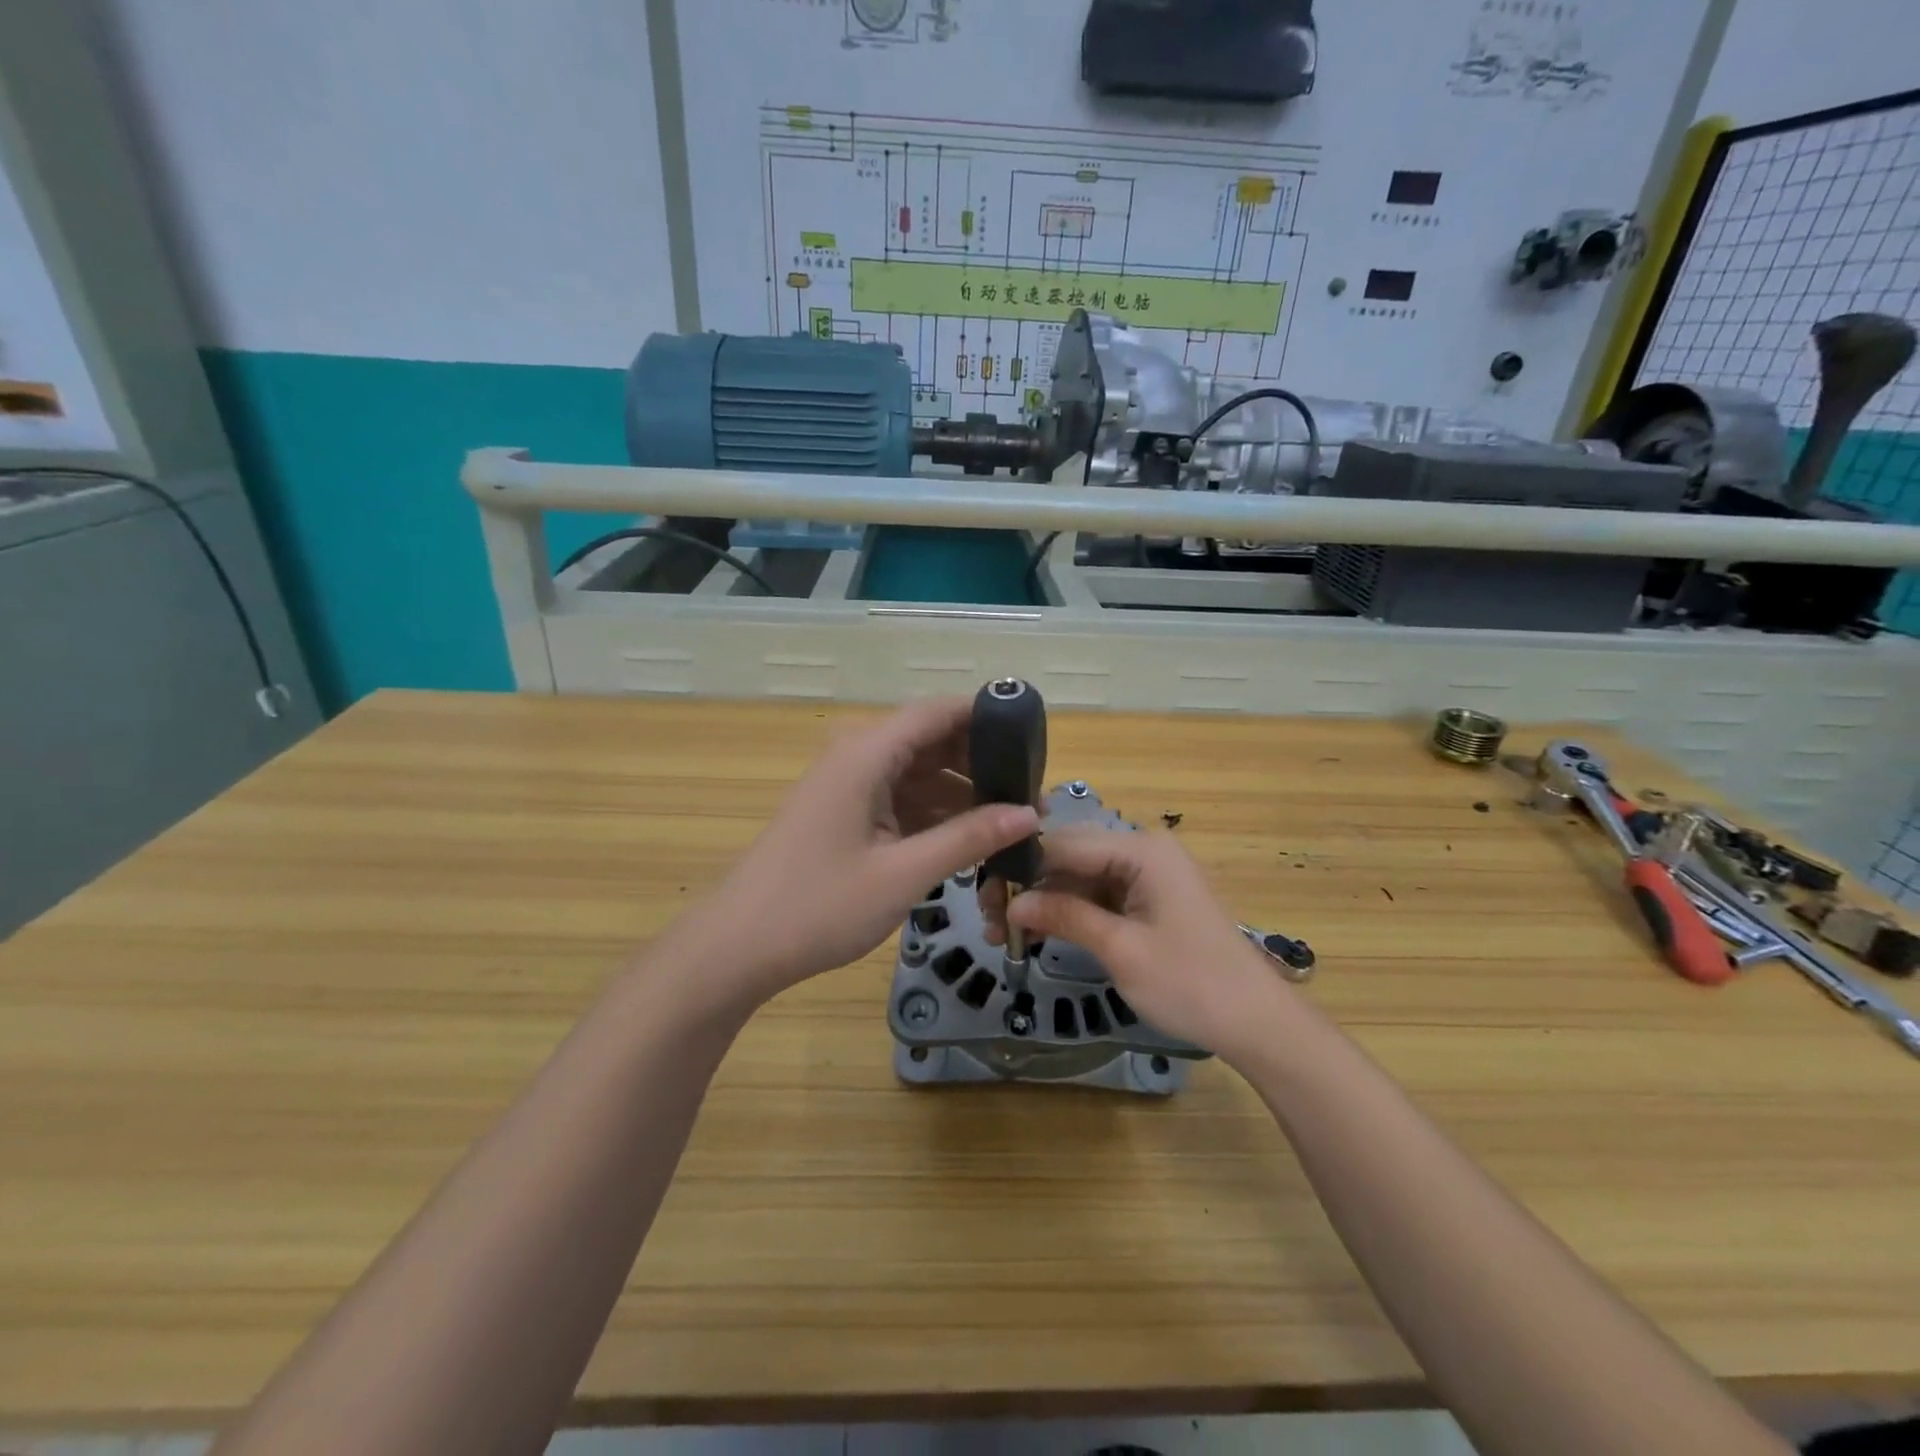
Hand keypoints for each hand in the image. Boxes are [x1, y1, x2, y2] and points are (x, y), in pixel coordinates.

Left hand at [684, 697, 1037, 1007]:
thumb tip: (1030, 814)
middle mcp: (858, 758)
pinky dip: (935, 815)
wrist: (737, 948)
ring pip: (919, 774)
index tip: (1036, 740)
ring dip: (962, 794)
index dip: (988, 717)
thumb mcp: (903, 873)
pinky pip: (901, 801)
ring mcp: (849, 788)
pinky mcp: (845, 816)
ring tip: (1013, 821)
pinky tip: (970, 840)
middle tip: (1033, 794)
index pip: (939, 712)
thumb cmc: (818, 906)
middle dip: (982, 763)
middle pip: (932, 741)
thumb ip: (968, 838)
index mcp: (867, 754)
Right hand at [1005, 828, 1291, 1061]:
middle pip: (1071, 857)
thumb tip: (1013, 903)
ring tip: (1009, 934)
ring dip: (1048, 903)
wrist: (1258, 1022)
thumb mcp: (1121, 950)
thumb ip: (1065, 916)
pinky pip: (1101, 895)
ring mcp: (1149, 875)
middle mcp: (1144, 851)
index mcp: (1142, 850)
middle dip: (1031, 887)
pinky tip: (1041, 933)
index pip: (1064, 843)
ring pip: (1082, 878)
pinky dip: (1073, 913)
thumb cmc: (1191, 983)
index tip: (985, 896)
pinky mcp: (1151, 899)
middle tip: (992, 921)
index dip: (1021, 867)